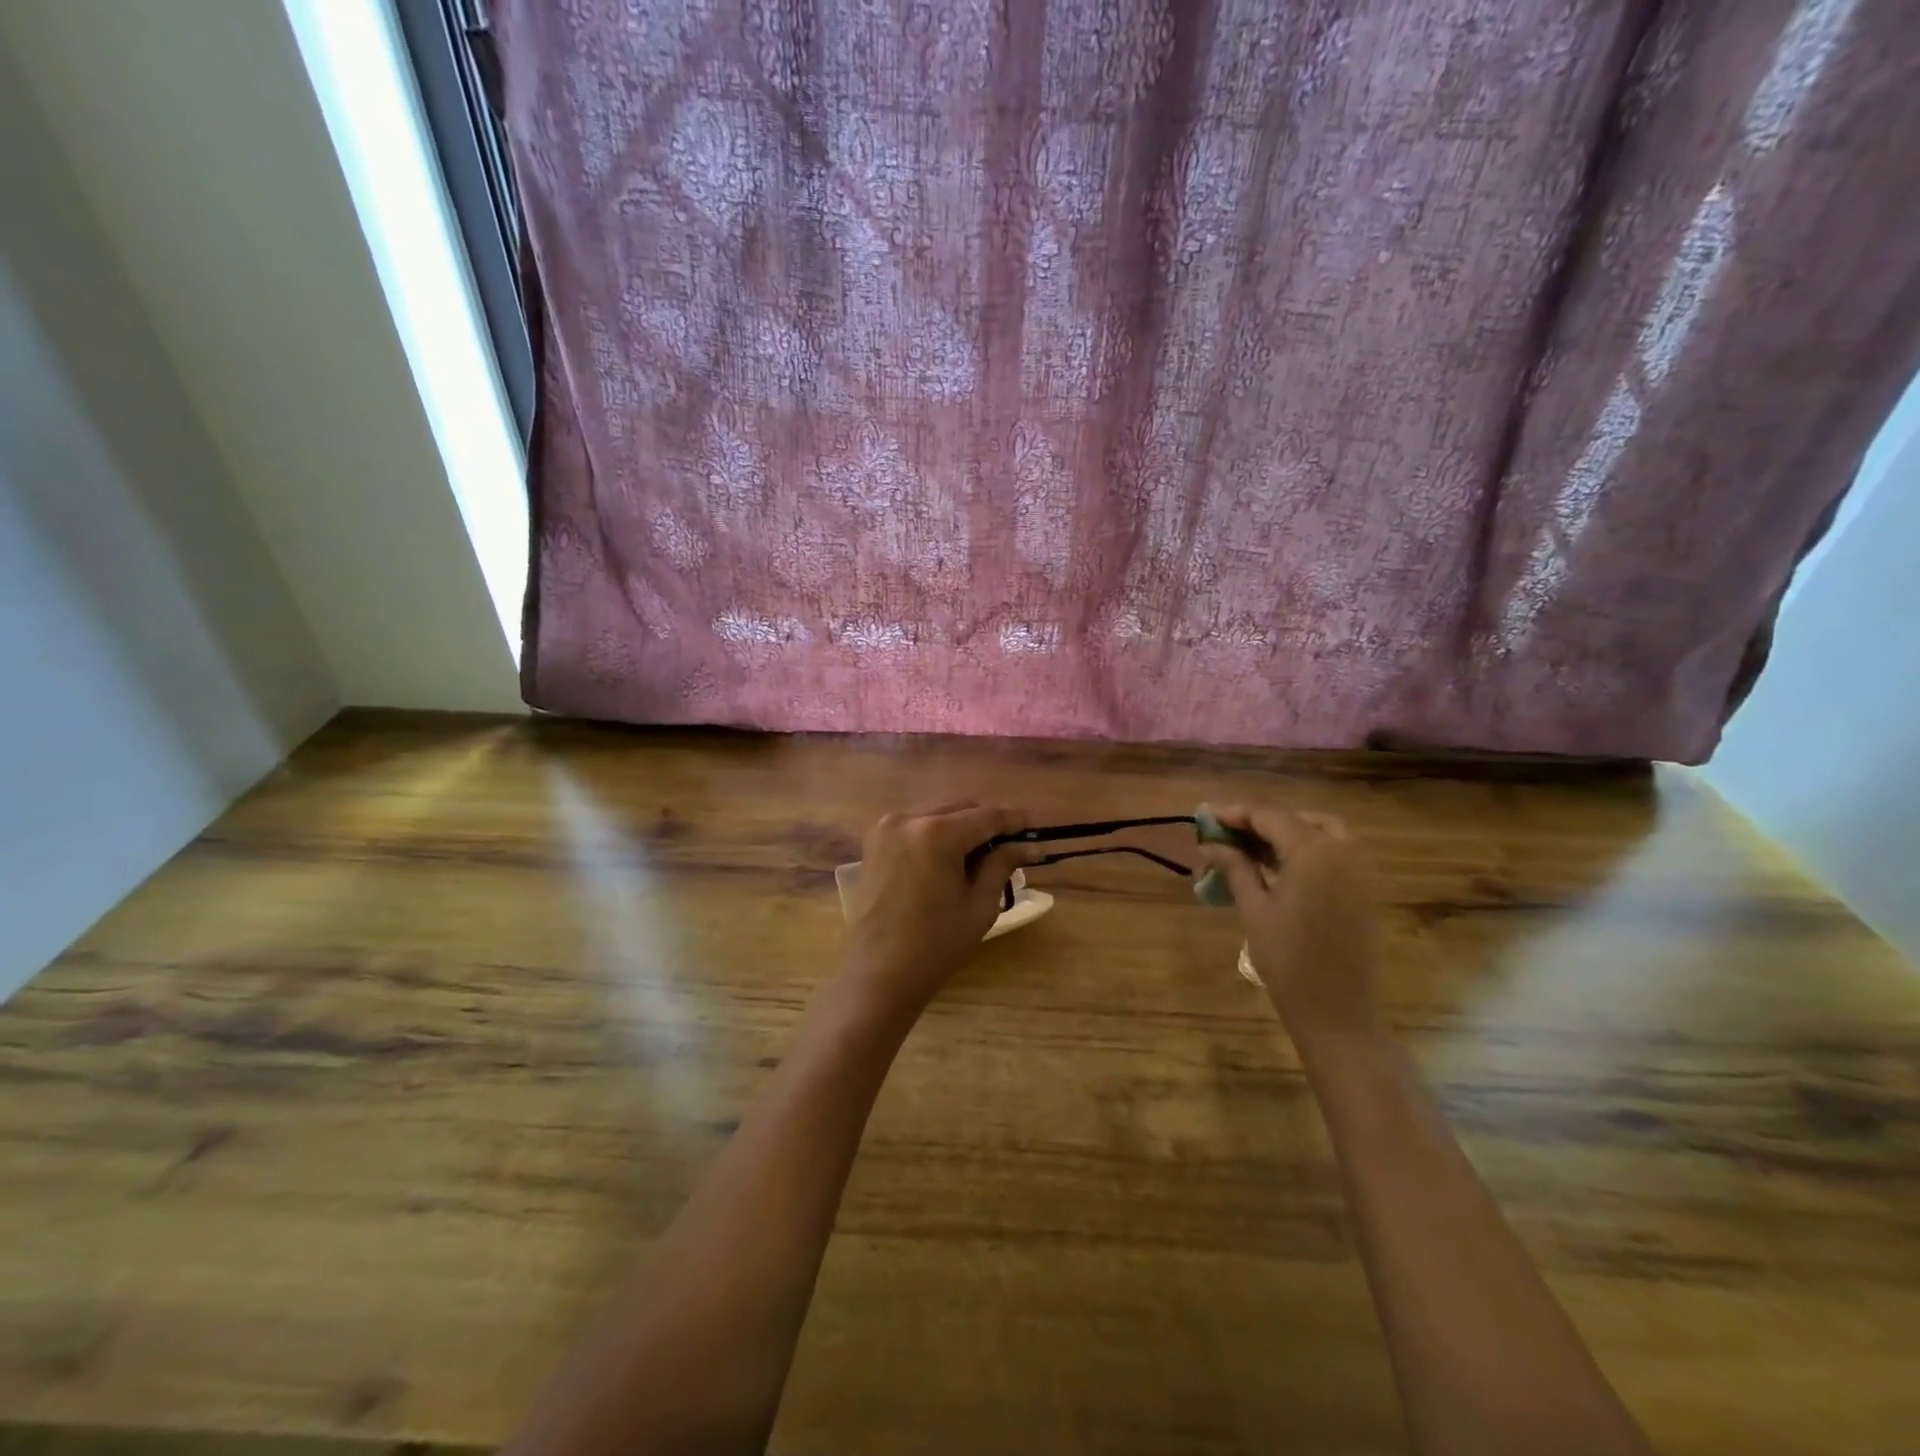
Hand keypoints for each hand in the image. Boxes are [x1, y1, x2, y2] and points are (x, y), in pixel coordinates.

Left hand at [840, 801, 1036, 1018]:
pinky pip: (915, 823)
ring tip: (981, 854)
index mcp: (936, 834)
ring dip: (961, 824)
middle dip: (986, 822)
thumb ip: (1002, 864)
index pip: (986, 816)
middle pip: (960, 807)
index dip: (1013, 820)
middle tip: (1010, 845)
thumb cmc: (935, 945)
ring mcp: (886, 827)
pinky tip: (950, 857)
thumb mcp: (979, 905)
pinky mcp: (874, 840)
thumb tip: (1030, 844)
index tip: (1034, 827)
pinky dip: (937, 831)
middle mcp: (908, 819)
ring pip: (937, 811)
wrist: (878, 973)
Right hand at [1197, 804, 1381, 1045]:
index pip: (1269, 816)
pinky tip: (1280, 868)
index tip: (1207, 818)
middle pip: (1297, 819)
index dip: (1236, 813)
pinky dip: (1308, 849)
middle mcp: (1343, 851)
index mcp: (1313, 852)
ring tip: (1252, 850)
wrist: (1338, 1012)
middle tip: (1230, 835)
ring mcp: (1360, 870)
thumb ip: (1236, 867)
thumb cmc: (1288, 961)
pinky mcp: (1365, 889)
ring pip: (1322, 831)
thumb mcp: (1254, 909)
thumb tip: (1211, 843)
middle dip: (1262, 821)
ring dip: (1287, 832)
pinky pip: (1336, 852)